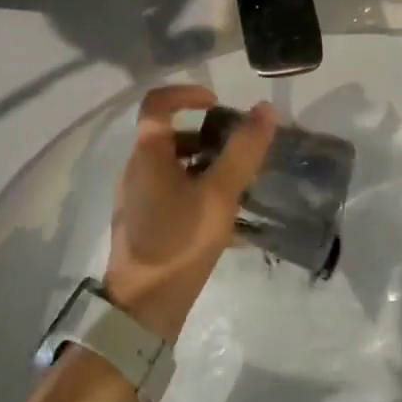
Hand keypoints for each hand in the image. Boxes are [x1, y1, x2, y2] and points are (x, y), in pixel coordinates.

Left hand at [104, 86, 276, 342]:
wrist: (143, 307)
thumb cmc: (180, 241)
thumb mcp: (219, 194)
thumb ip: (243, 150)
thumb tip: (265, 109)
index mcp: (148, 154)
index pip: (158, 103)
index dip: (187, 94)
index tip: (218, 104)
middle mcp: (136, 169)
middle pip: (171, 136)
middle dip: (208, 135)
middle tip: (239, 149)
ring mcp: (137, 198)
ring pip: (173, 167)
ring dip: (206, 166)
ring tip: (239, 185)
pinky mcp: (143, 223)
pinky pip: (172, 193)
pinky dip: (198, 191)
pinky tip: (227, 220)